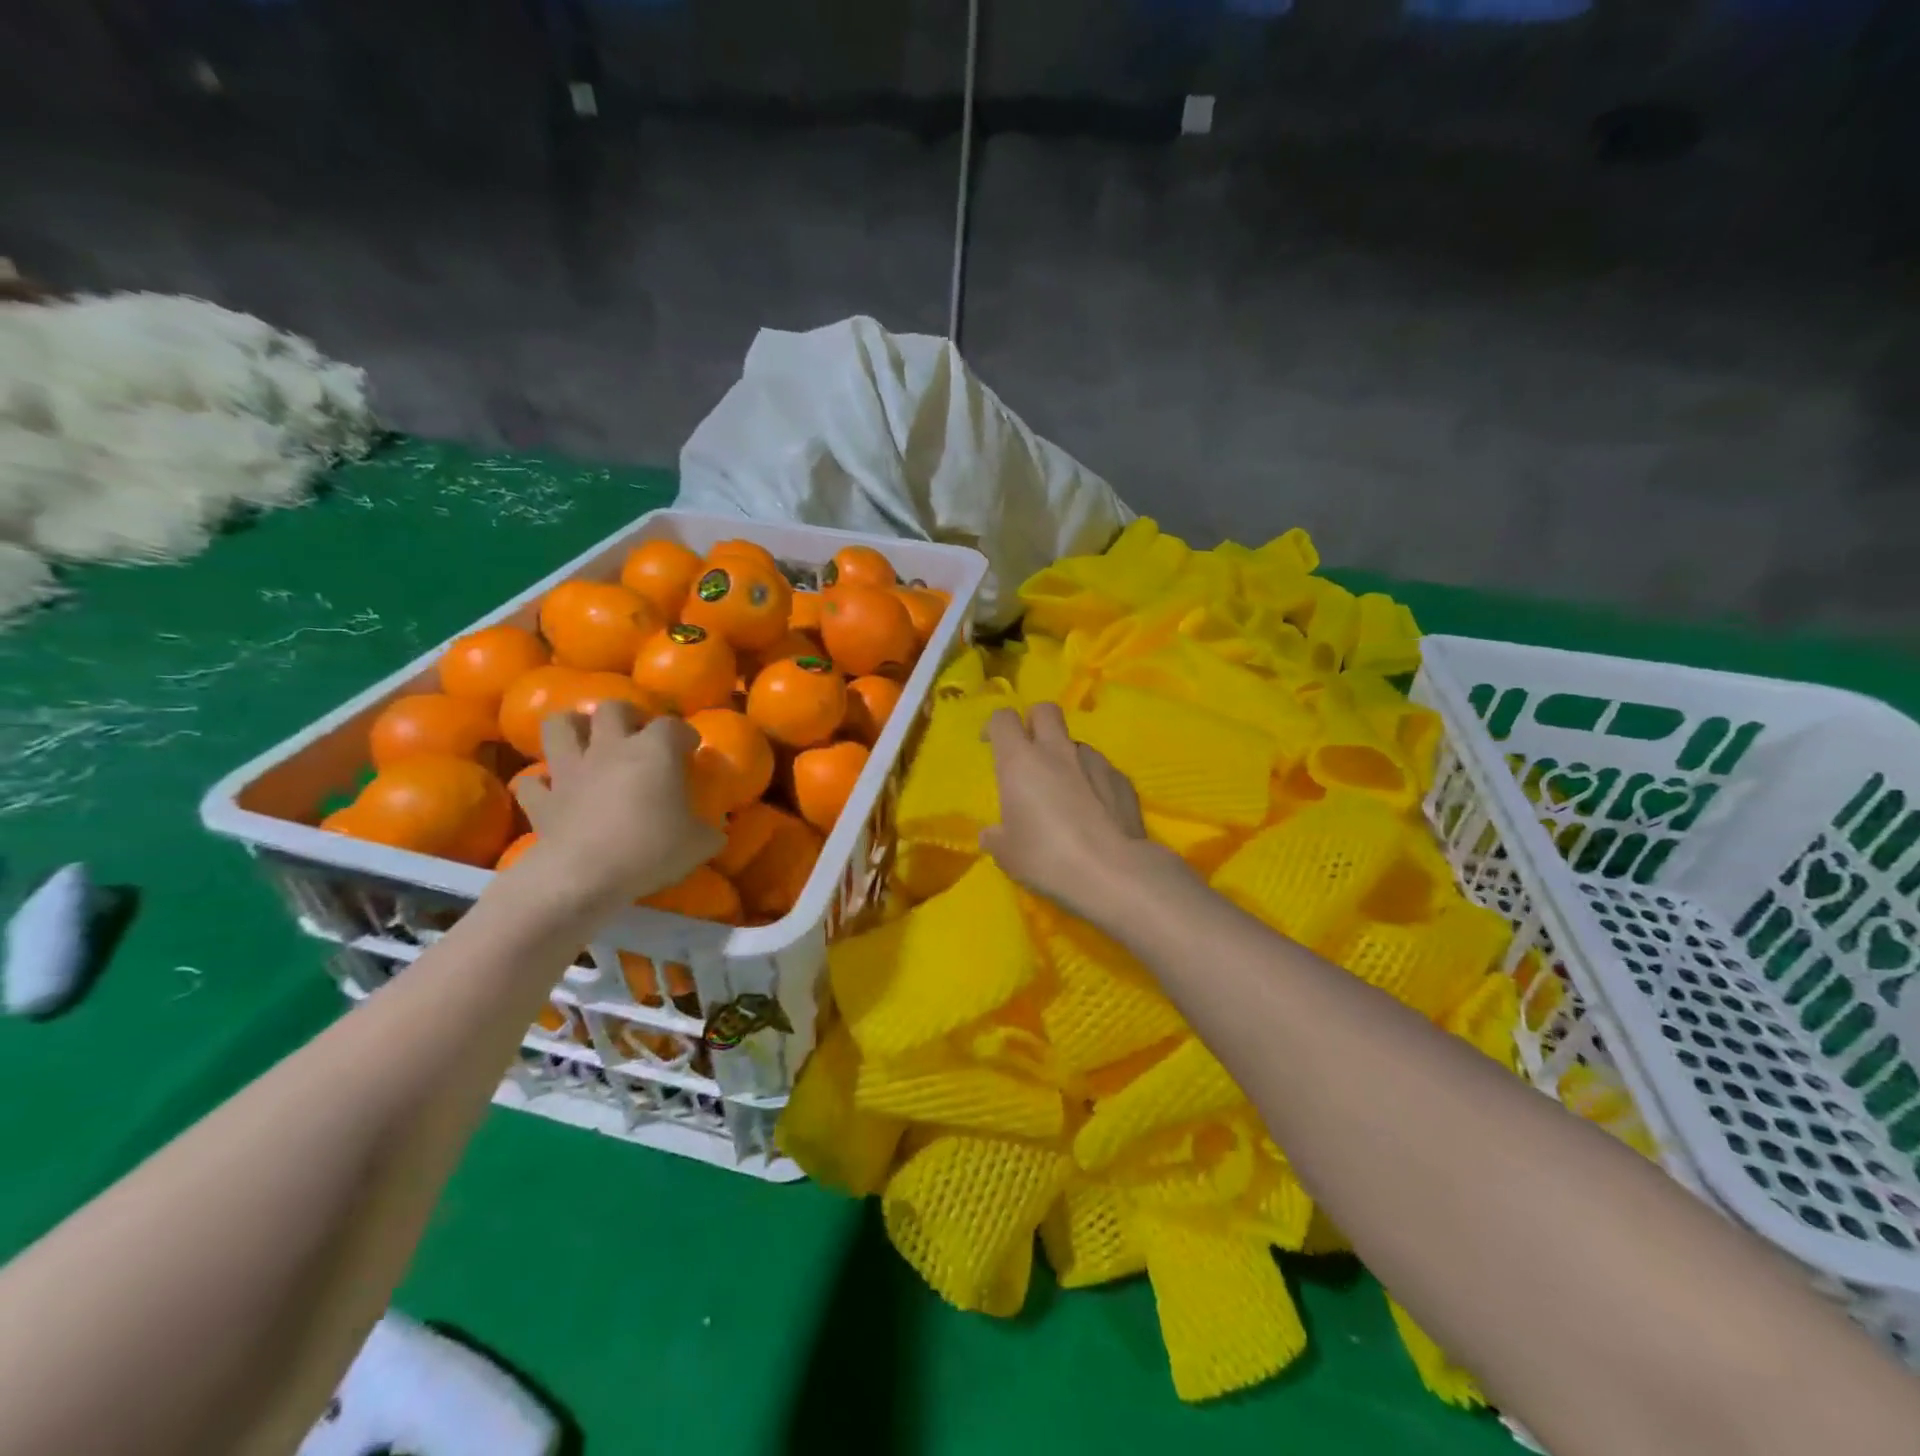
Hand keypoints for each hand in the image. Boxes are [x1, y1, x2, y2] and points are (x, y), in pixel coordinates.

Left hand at [508, 704, 724, 913]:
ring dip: (572, 728)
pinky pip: (533, 782)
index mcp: (654, 751)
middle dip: (626, 715)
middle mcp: (610, 749)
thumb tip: (716, 830)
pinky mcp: (542, 799)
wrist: (585, 875)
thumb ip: (710, 830)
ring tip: (587, 741)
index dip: (683, 733)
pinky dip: (542, 783)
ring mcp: (570, 771)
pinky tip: (553, 790)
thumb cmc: (651, 850)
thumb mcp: (700, 844)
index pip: (672, 725)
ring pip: (560, 726)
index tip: (690, 748)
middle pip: (612, 709)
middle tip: (636, 734)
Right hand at [979, 702, 1182, 927]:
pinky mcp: (1123, 780)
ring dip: (1066, 758)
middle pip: (1045, 710)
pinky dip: (1093, 783)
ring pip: (1075, 743)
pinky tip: (1095, 813)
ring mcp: (1095, 761)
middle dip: (1034, 722)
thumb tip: (992, 834)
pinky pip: (1101, 770)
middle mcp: (1057, 750)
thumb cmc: (1047, 858)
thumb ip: (997, 837)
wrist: (1114, 872)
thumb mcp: (1008, 855)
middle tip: (1030, 752)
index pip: (1003, 718)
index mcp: (1020, 761)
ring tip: (1066, 794)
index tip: (991, 744)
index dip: (995, 726)